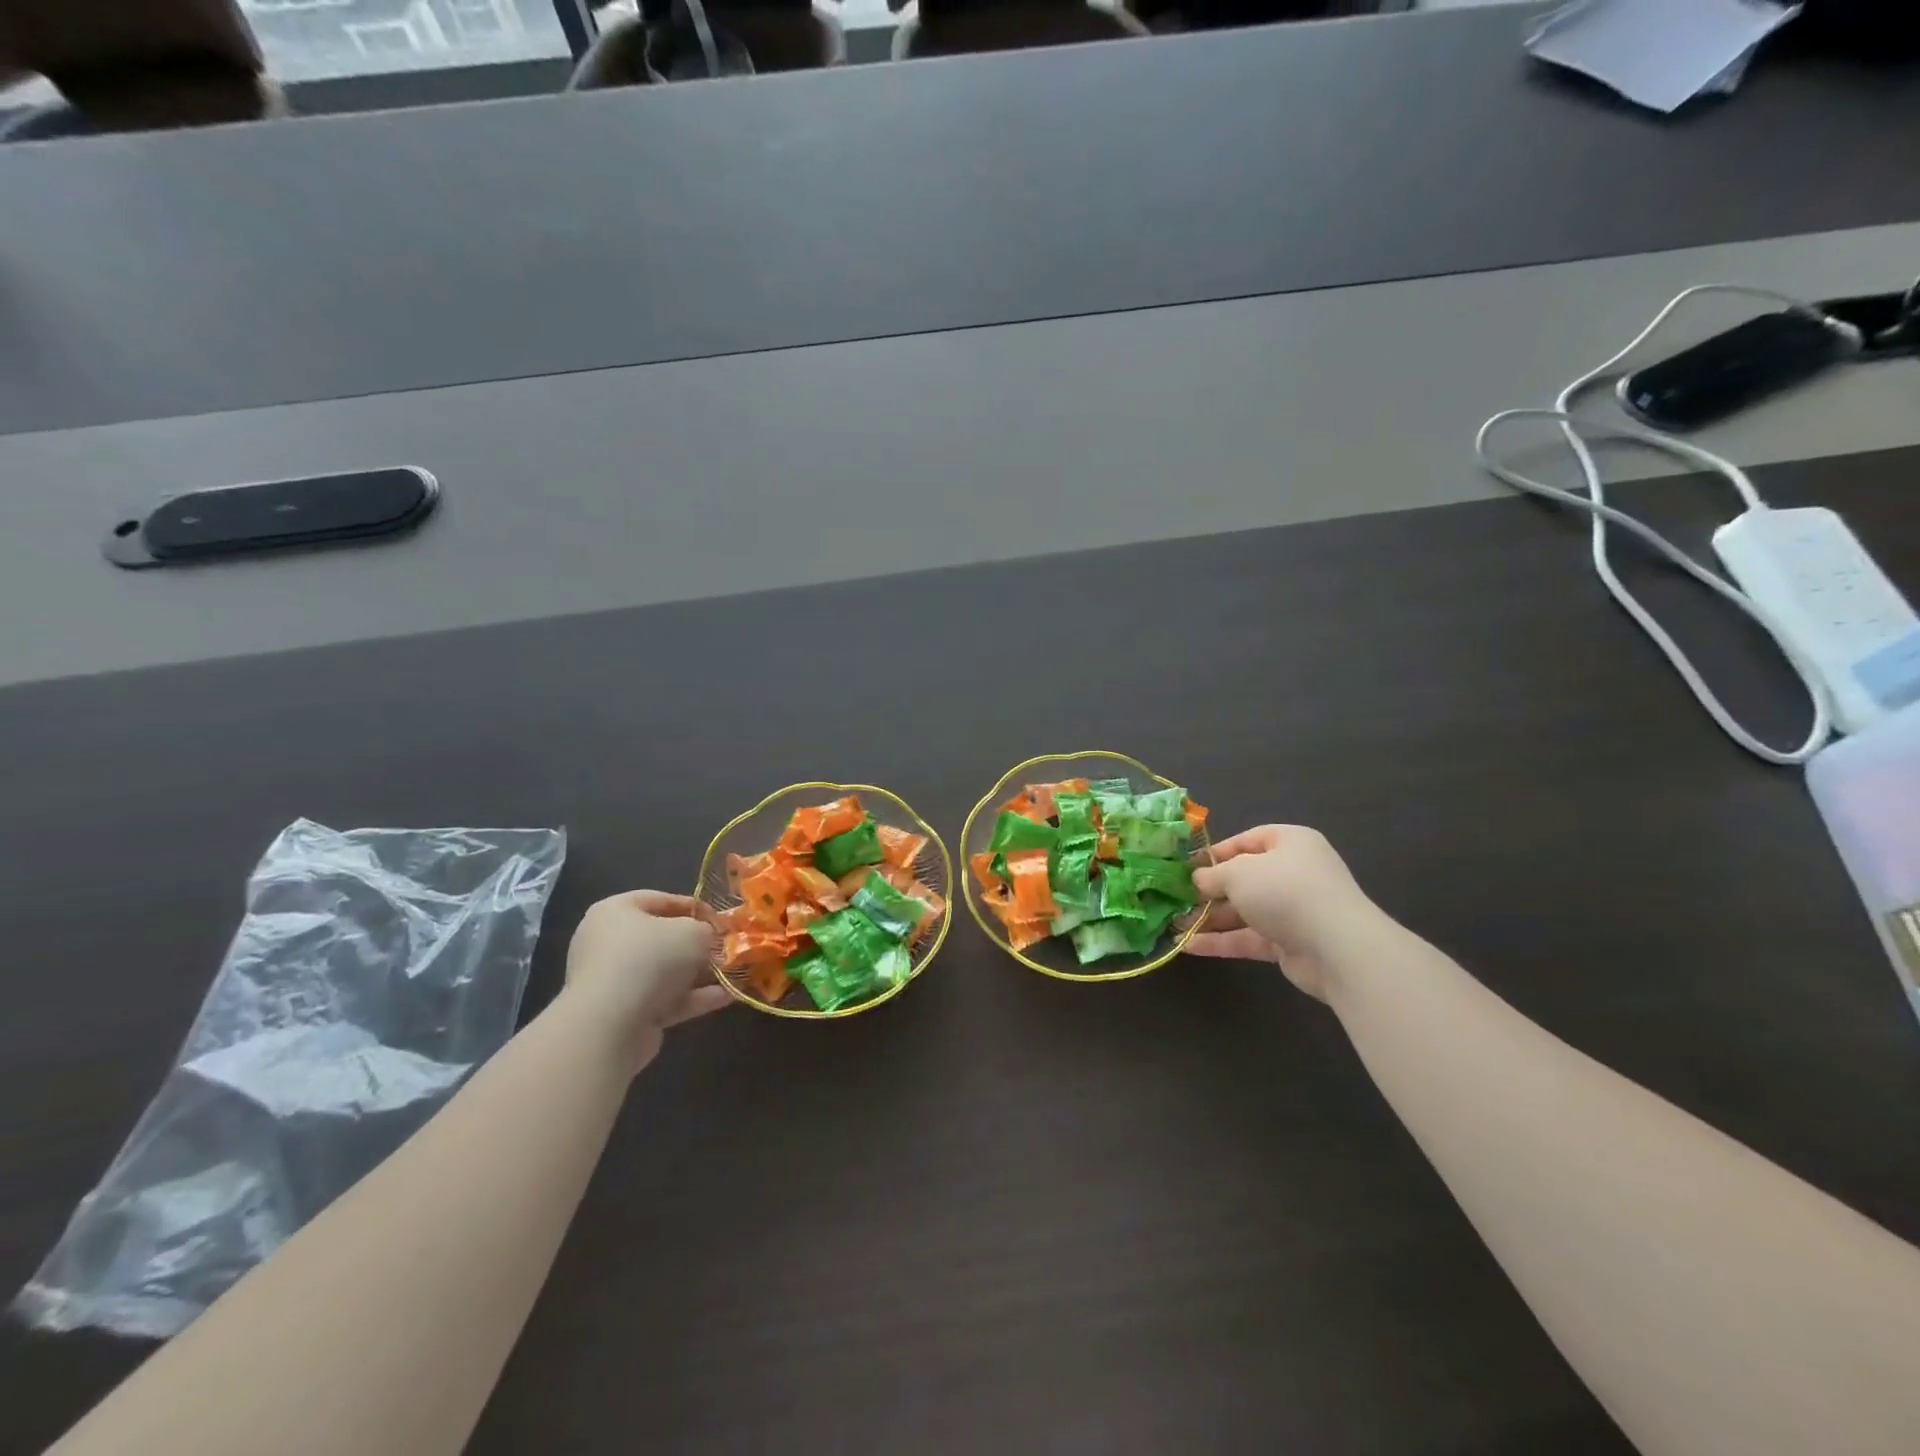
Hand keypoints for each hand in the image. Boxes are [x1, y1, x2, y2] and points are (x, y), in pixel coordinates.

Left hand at [565, 891, 729, 1069]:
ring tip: (732, 974)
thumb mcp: (693, 932)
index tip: (720, 919)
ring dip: (698, 974)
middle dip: (697, 945)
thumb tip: (710, 939)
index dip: (694, 906)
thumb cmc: (650, 958)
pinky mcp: (623, 1014)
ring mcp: (613, 981)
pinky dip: (693, 998)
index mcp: (615, 912)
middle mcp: (608, 943)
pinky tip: (725, 998)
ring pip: (664, 972)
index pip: (659, 900)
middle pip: (661, 939)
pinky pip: (664, 1000)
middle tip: (726, 948)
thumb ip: (707, 930)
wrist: (611, 1025)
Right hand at [1186, 826, 1374, 1001]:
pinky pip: (1249, 937)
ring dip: (1210, 918)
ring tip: (1175, 924)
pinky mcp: (1289, 943)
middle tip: (1176, 898)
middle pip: (1243, 878)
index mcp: (1289, 843)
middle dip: (1209, 890)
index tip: (1186, 867)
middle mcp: (1293, 873)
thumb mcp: (1238, 873)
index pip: (1247, 841)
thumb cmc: (1284, 891)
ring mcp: (1292, 910)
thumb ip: (1212, 876)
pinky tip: (1189, 947)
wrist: (1337, 947)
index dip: (1215, 853)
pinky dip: (1221, 941)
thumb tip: (1196, 880)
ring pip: (1244, 911)